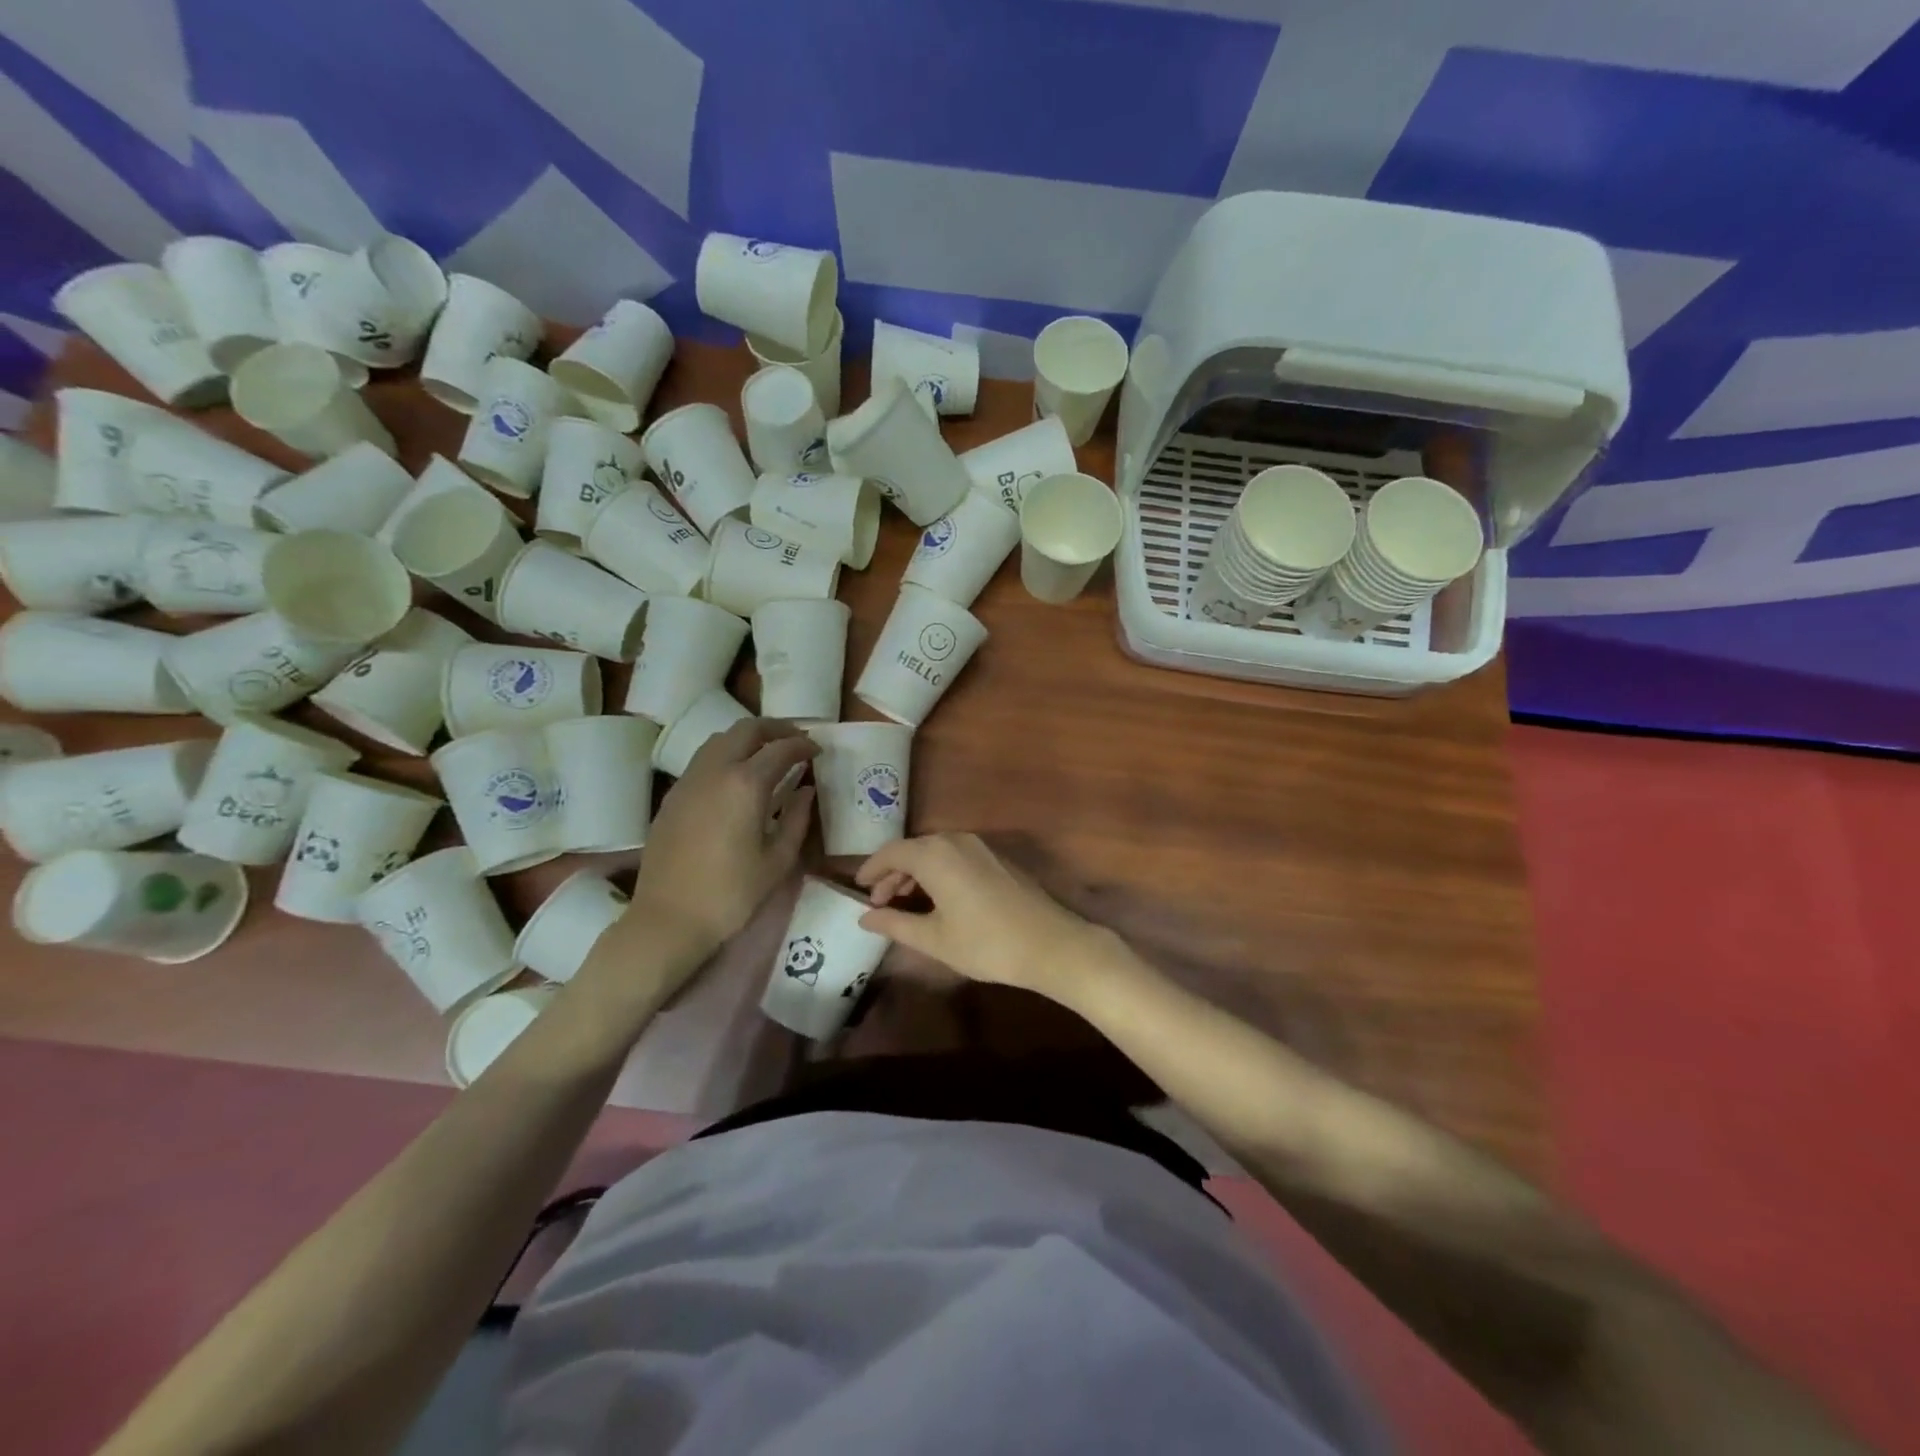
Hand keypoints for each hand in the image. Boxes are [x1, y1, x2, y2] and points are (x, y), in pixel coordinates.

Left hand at [629, 719, 815, 957]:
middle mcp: (715, 770)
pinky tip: (737, 779)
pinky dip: (726, 755)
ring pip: (720, 739)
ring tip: (767, 755)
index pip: (781, 748)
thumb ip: (797, 818)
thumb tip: (806, 791)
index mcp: (746, 784)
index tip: (818, 751)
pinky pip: (703, 760)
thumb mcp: (778, 860)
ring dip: (748, 739)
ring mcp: (689, 780)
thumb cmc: (732, 894)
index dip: (804, 745)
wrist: (668, 919)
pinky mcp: (673, 796)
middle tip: (795, 742)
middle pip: (747, 729)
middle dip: (776, 729)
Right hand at [855, 833, 1108, 999]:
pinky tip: (937, 899)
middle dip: (892, 873)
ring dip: (915, 873)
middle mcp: (956, 841)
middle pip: (914, 849)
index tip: (858, 888)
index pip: (891, 852)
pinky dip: (938, 872)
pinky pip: (956, 856)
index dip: (871, 869)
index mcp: (935, 855)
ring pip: (935, 852)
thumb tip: (865, 917)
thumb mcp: (934, 939)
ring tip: (904, 902)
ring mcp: (980, 847)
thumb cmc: (986, 944)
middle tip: (878, 901)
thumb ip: (895, 924)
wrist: (1050, 944)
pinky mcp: (997, 858)